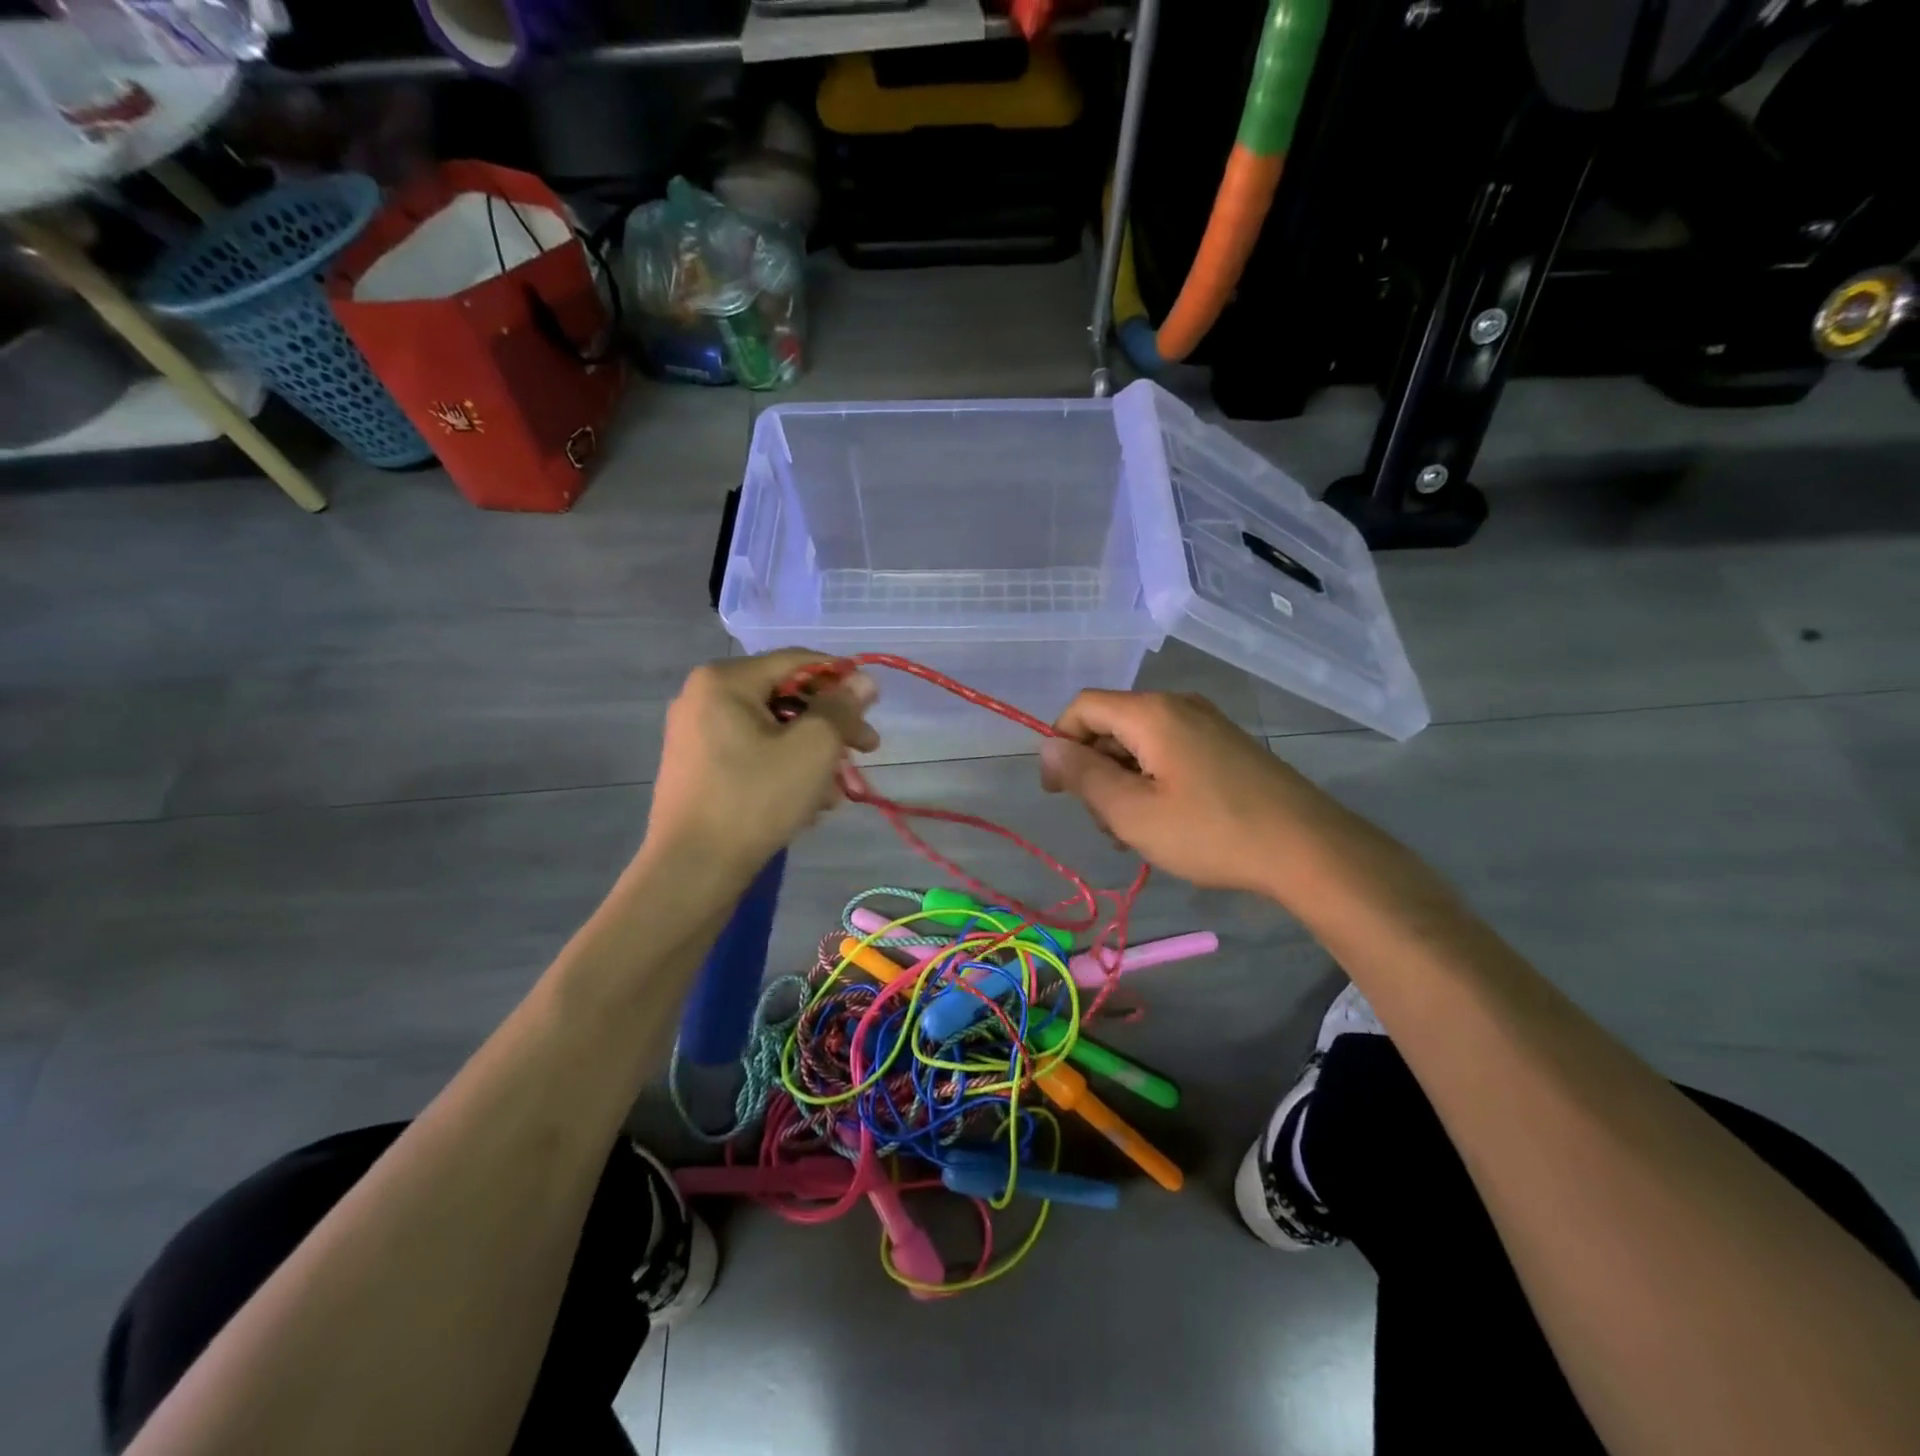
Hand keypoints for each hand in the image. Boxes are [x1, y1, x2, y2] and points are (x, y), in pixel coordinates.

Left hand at [643, 649, 877, 881]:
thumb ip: (841, 708)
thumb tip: (863, 680)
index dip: (842, 679)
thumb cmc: (755, 799)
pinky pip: (753, 754)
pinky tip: (808, 804)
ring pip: (774, 731)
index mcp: (725, 680)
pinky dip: (785, 770)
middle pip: (786, 697)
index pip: (798, 661)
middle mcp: (704, 697)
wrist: (692, 871)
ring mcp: (696, 734)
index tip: (874, 709)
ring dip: (813, 756)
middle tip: (866, 752)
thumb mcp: (812, 748)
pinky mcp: (698, 768)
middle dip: (830, 727)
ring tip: (837, 793)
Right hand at [1038, 690, 1330, 894]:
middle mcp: (1179, 706)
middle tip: (1104, 823)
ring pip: (1140, 743)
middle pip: (1112, 725)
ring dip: (1122, 783)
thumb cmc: (1211, 832)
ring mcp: (1207, 725)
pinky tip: (1163, 823)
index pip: (1084, 707)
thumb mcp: (1133, 812)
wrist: (1309, 850)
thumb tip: (1046, 747)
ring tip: (1134, 833)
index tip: (1057, 792)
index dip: (1059, 743)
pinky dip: (1152, 782)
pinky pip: (1169, 753)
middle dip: (1094, 770)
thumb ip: (1083, 776)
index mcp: (1152, 713)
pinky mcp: (1226, 747)